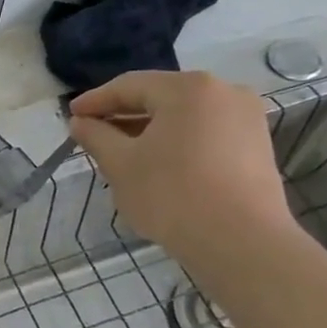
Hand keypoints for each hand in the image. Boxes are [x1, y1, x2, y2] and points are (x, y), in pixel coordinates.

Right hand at [68, 70, 295, 263]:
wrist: (240, 241)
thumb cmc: (171, 194)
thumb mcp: (120, 164)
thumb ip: (96, 136)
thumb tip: (80, 122)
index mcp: (188, 88)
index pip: (130, 86)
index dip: (95, 100)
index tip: (70, 115)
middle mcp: (224, 92)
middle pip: (160, 97)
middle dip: (123, 115)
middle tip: (92, 133)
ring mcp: (246, 118)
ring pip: (184, 116)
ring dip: (149, 130)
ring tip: (121, 152)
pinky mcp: (256, 145)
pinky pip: (205, 132)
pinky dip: (176, 141)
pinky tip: (157, 164)